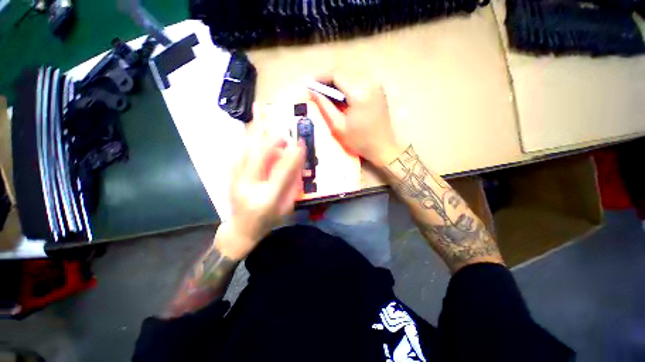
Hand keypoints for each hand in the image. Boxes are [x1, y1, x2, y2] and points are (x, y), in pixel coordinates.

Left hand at [217, 108, 305, 259]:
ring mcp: (236, 179)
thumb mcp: (286, 207)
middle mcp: (249, 186)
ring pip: (246, 150)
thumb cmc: (268, 220)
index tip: (301, 143)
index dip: (293, 157)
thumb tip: (296, 164)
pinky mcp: (231, 175)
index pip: (282, 174)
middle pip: (259, 156)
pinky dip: (246, 138)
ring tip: (261, 112)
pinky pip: (239, 152)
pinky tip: (251, 127)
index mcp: (267, 198)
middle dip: (273, 138)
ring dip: (256, 131)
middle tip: (283, 127)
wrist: (241, 229)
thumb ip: (292, 185)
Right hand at [309, 71, 402, 167]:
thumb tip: (312, 92)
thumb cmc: (359, 141)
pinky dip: (348, 86)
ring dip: (337, 83)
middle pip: (344, 73)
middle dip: (328, 80)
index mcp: (359, 93)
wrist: (383, 147)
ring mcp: (376, 85)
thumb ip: (325, 106)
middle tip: (317, 91)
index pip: (336, 74)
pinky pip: (359, 81)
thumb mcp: (338, 126)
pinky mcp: (378, 89)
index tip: (310, 84)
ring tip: (327, 95)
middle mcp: (370, 83)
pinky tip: (341, 97)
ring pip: (351, 76)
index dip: (321, 77)